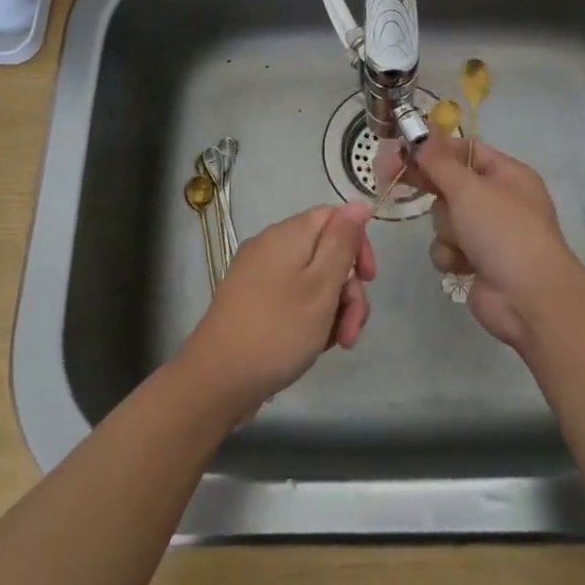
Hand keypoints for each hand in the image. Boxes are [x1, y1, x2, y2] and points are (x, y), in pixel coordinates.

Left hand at [178, 200, 376, 421]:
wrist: (216, 380)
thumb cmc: (278, 331)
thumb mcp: (321, 286)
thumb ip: (342, 242)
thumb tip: (358, 203)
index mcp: (289, 234)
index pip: (335, 217)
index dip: (358, 244)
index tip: (368, 279)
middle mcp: (271, 246)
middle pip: (326, 252)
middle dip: (348, 289)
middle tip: (352, 329)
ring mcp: (258, 274)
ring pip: (311, 280)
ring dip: (332, 309)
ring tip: (334, 345)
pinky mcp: (251, 301)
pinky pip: (291, 297)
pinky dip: (308, 317)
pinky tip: (311, 346)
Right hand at [404, 139, 583, 347]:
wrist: (528, 298)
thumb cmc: (503, 231)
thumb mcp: (468, 188)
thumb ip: (438, 162)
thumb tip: (419, 140)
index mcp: (507, 174)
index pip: (465, 149)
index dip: (434, 149)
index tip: (402, 151)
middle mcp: (499, 199)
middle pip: (451, 183)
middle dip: (432, 188)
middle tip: (391, 179)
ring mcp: (489, 232)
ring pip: (445, 217)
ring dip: (447, 229)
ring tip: (462, 242)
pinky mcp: (477, 261)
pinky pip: (448, 247)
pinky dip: (451, 255)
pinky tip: (463, 265)